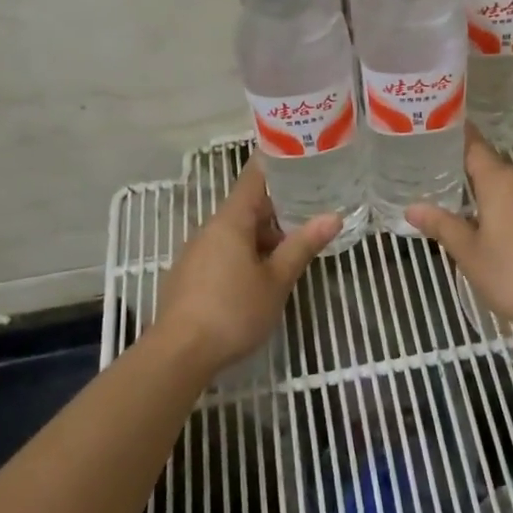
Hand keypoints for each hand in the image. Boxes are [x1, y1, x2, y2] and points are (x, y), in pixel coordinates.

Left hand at [157, 158, 341, 375]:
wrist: (178, 354)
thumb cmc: (233, 311)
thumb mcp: (276, 281)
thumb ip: (302, 246)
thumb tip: (333, 216)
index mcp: (230, 221)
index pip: (253, 178)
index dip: (275, 165)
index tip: (299, 157)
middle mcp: (209, 229)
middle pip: (246, 207)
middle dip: (277, 210)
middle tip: (311, 212)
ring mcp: (195, 253)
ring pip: (234, 233)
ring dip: (261, 237)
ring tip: (291, 250)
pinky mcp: (188, 276)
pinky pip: (222, 252)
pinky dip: (244, 254)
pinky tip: (260, 277)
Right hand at [406, 129, 512, 333]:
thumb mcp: (469, 255)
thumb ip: (442, 226)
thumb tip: (411, 208)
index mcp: (500, 182)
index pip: (475, 147)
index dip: (461, 138)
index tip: (447, 133)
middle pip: (501, 175)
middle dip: (484, 187)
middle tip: (465, 207)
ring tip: (500, 234)